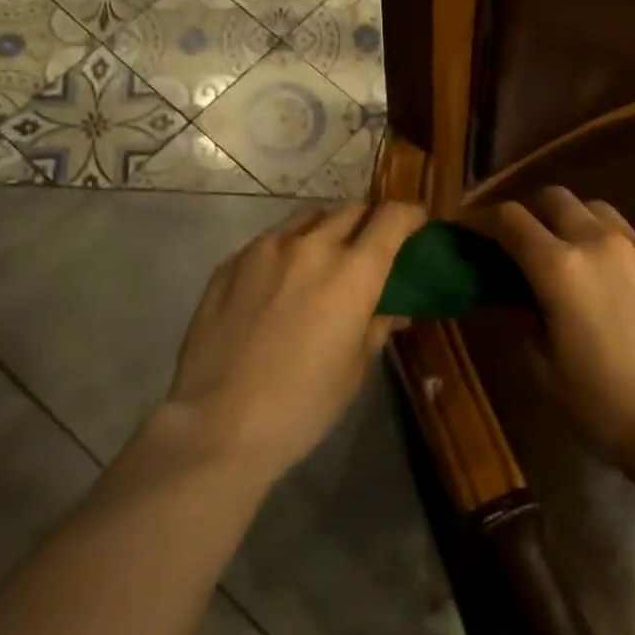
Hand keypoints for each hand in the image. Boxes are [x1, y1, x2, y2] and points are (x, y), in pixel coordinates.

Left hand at [164, 200, 426, 478]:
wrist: (218, 424)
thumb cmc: (302, 405)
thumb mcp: (354, 370)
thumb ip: (376, 326)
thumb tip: (392, 310)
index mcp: (353, 273)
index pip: (392, 218)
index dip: (410, 216)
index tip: (416, 225)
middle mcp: (312, 246)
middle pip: (352, 210)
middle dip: (369, 222)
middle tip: (369, 248)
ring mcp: (266, 249)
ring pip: (309, 217)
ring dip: (326, 228)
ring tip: (323, 258)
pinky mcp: (232, 262)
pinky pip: (271, 239)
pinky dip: (288, 248)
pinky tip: (279, 282)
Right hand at [480, 188, 634, 467]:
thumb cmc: (604, 404)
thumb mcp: (546, 368)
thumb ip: (524, 320)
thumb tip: (514, 299)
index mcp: (559, 267)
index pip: (510, 220)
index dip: (482, 219)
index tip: (469, 228)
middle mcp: (598, 242)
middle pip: (555, 197)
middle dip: (530, 210)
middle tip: (521, 240)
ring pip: (597, 210)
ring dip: (573, 220)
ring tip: (570, 252)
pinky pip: (631, 237)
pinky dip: (610, 244)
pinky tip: (613, 280)